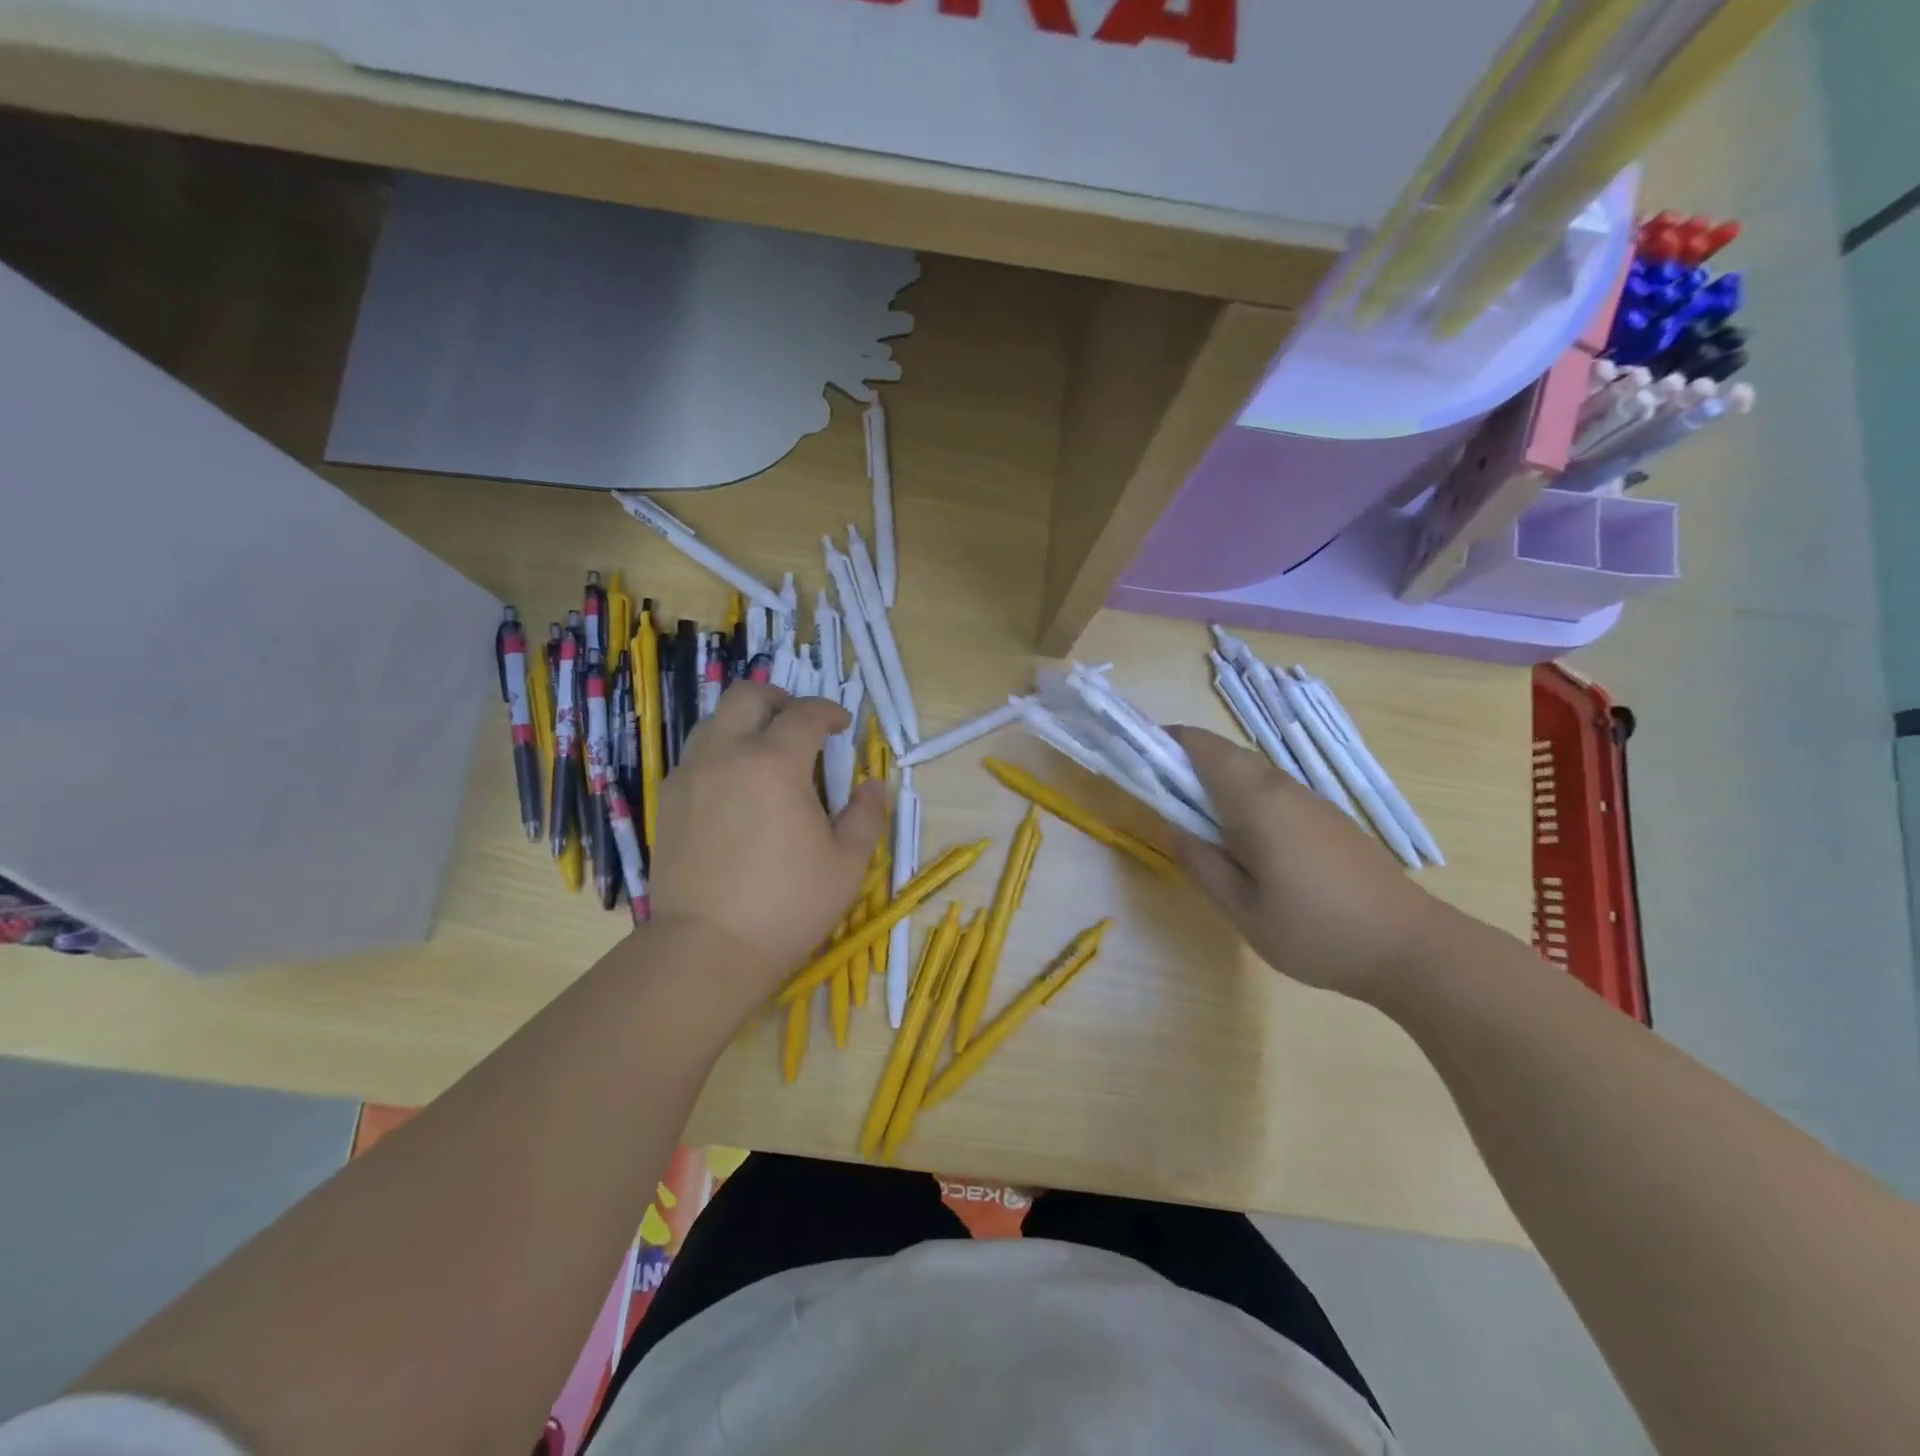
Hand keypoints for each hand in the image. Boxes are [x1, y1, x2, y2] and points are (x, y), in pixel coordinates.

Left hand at [649, 684, 887, 1018]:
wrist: (706, 950)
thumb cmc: (787, 906)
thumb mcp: (847, 863)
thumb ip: (866, 814)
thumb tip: (873, 785)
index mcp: (775, 763)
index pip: (805, 714)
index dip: (829, 712)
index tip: (843, 726)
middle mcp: (727, 754)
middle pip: (748, 695)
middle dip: (780, 699)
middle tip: (801, 725)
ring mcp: (690, 775)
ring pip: (714, 721)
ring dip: (746, 723)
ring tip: (767, 755)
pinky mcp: (668, 801)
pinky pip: (696, 756)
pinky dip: (721, 753)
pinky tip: (738, 789)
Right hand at [1170, 726, 1444, 1001]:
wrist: (1411, 949)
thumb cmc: (1318, 932)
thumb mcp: (1243, 910)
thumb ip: (1202, 864)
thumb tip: (1173, 827)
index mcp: (1257, 802)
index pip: (1203, 748)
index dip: (1167, 742)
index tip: (1138, 756)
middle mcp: (1283, 788)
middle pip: (1226, 755)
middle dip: (1186, 761)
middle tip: (1156, 792)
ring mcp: (1310, 801)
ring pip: (1251, 772)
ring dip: (1215, 779)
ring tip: (1191, 817)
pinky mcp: (1327, 819)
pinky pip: (1272, 791)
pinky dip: (1242, 796)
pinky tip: (1240, 837)